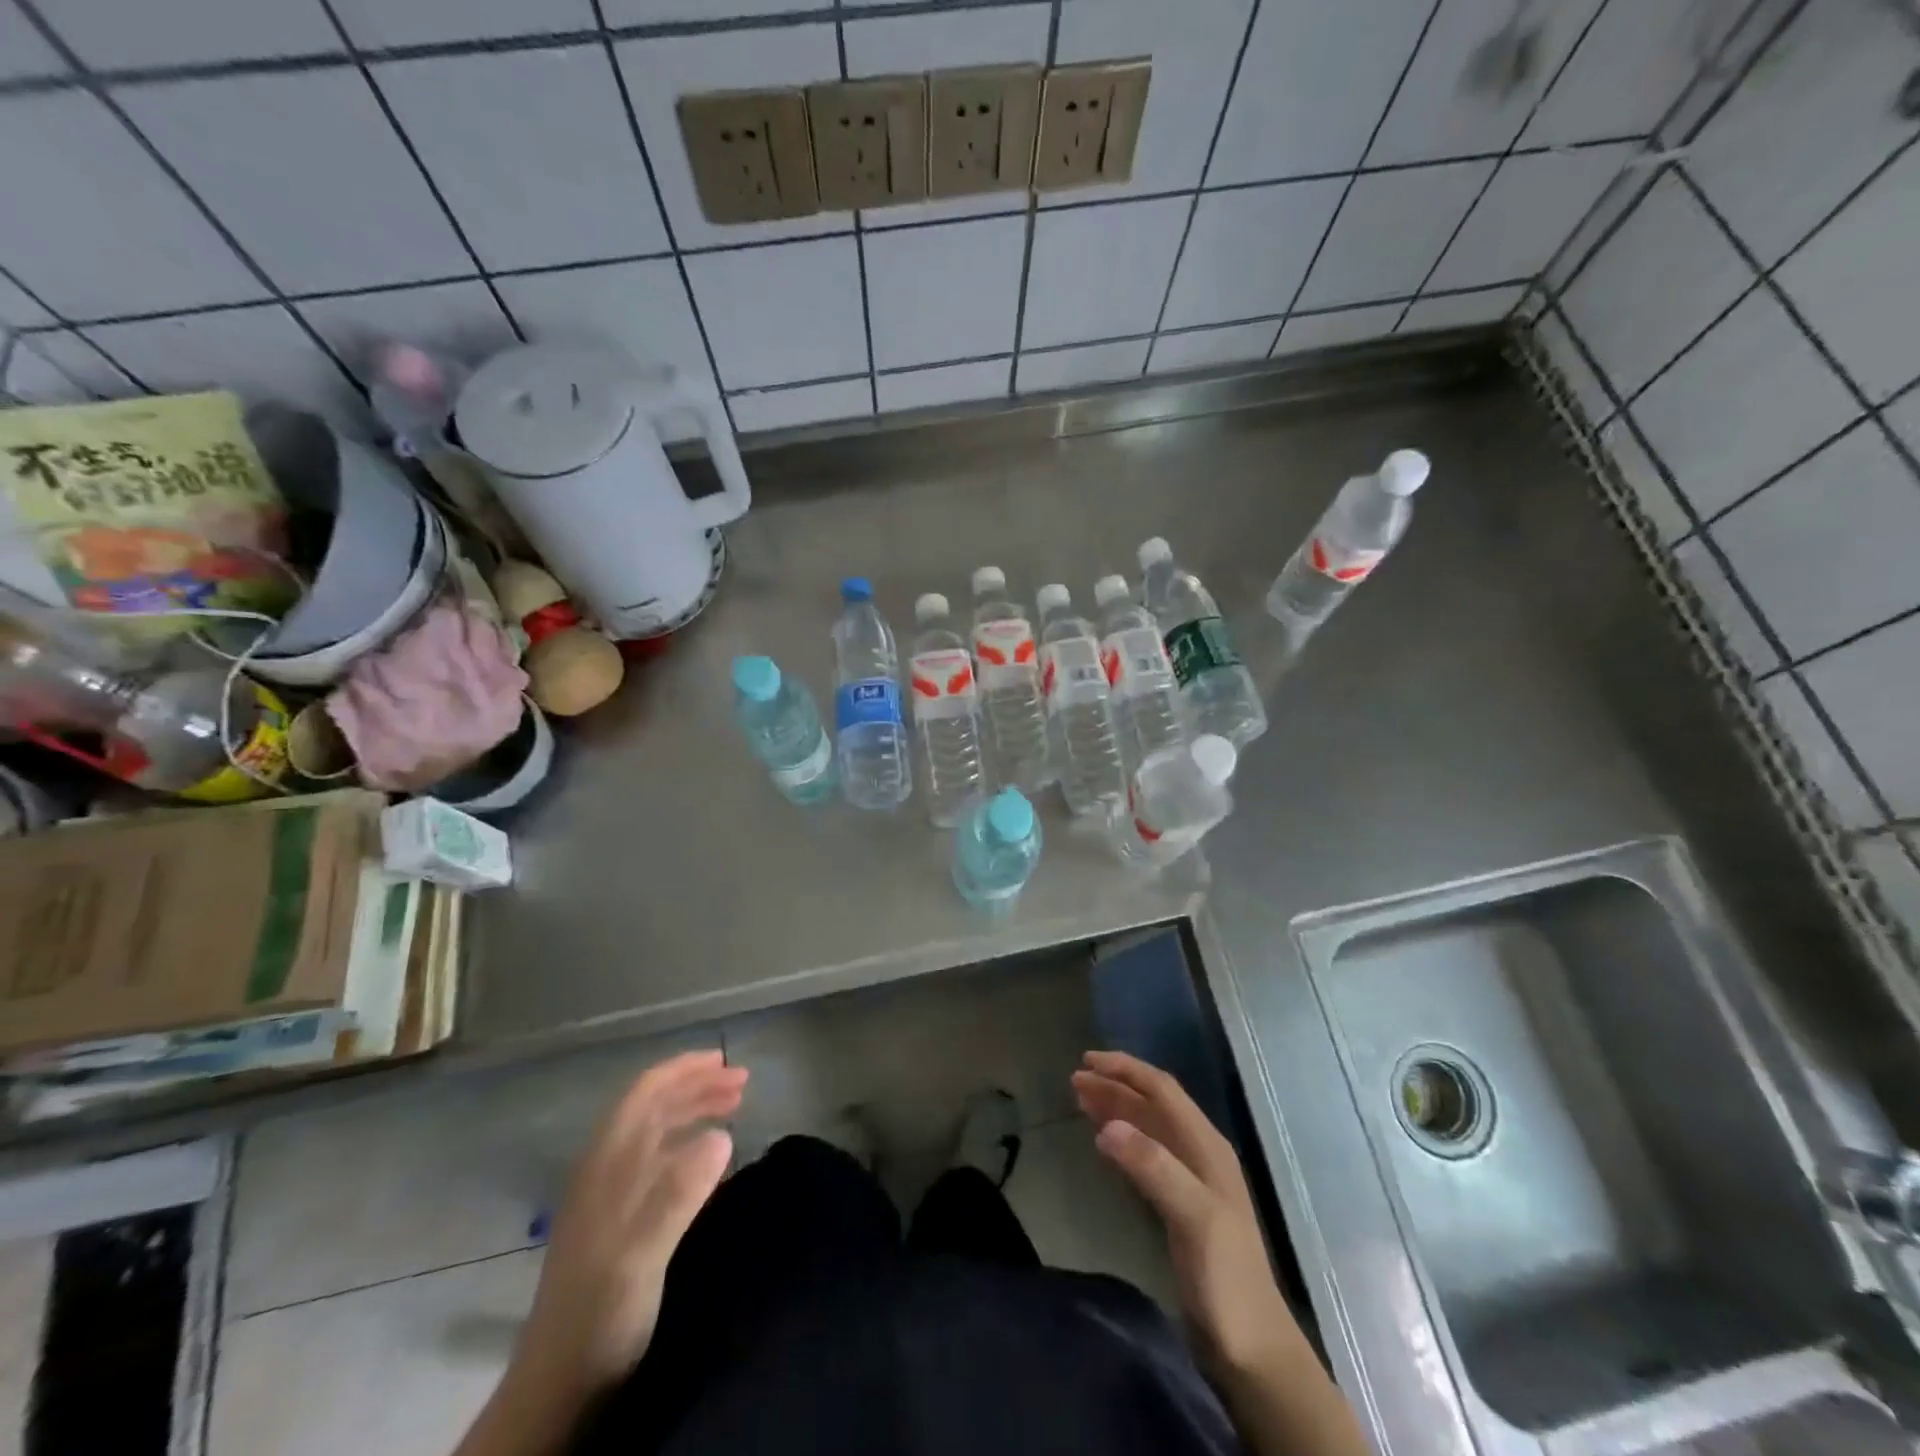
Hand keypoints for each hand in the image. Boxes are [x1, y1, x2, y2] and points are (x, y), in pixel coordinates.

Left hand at [520, 1050, 746, 1395]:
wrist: (557, 1386)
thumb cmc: (599, 1313)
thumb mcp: (641, 1254)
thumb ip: (678, 1193)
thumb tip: (722, 1136)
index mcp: (606, 1165)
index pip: (644, 1094)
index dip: (682, 1070)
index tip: (723, 1062)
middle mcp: (605, 1170)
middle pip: (651, 1108)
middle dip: (695, 1086)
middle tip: (742, 1083)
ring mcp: (608, 1196)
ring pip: (654, 1132)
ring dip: (692, 1111)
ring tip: (733, 1107)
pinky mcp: (617, 1222)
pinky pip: (656, 1160)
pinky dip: (686, 1142)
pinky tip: (706, 1157)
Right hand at [1072, 1051, 1295, 1374]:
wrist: (1253, 1350)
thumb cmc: (1225, 1279)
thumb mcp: (1193, 1217)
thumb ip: (1154, 1167)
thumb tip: (1107, 1126)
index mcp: (1207, 1147)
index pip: (1162, 1091)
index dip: (1126, 1070)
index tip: (1087, 1062)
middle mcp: (1200, 1154)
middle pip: (1153, 1105)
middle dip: (1115, 1086)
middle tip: (1075, 1081)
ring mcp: (1191, 1180)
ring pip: (1149, 1127)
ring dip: (1117, 1108)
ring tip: (1081, 1099)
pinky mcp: (1181, 1206)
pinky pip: (1147, 1154)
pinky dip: (1123, 1138)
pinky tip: (1106, 1141)